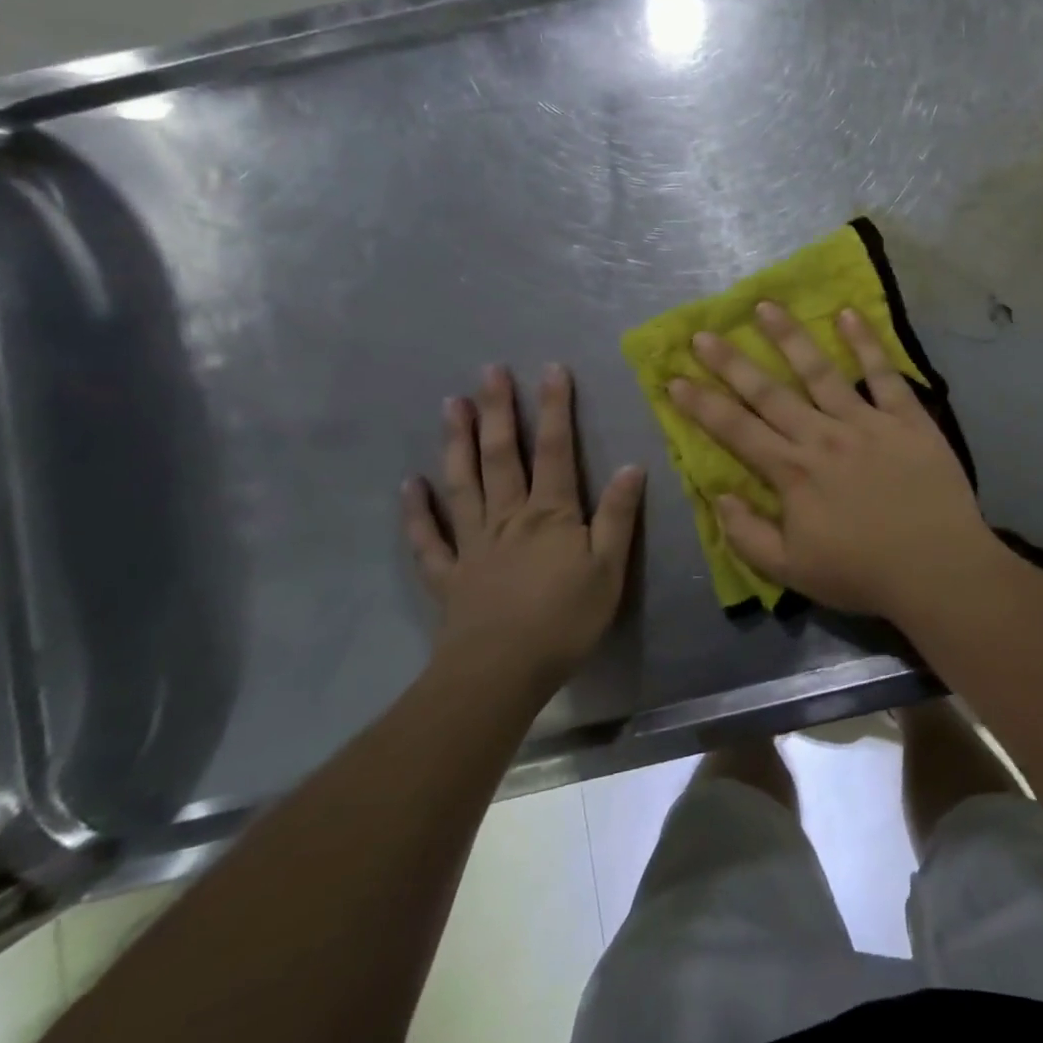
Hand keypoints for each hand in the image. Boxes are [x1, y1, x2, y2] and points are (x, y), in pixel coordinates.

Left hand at [403, 364, 643, 694]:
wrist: (501, 673)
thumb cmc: (565, 620)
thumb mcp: (609, 569)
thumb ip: (619, 516)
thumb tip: (632, 465)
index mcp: (551, 514)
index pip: (555, 450)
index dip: (555, 408)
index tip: (551, 369)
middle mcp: (508, 517)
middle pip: (502, 455)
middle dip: (499, 410)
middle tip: (489, 371)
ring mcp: (473, 543)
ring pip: (463, 483)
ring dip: (457, 443)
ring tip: (451, 405)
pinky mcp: (449, 574)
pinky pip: (428, 539)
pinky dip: (417, 511)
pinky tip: (410, 485)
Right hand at [668, 303, 996, 622]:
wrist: (937, 568)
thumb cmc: (862, 573)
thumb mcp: (791, 571)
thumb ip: (747, 535)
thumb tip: (718, 496)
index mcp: (792, 472)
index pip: (736, 431)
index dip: (702, 405)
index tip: (674, 378)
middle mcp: (822, 437)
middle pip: (769, 392)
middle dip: (731, 362)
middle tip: (703, 333)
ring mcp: (865, 422)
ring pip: (820, 371)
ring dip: (789, 337)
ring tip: (765, 306)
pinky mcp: (906, 418)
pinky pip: (883, 374)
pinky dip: (866, 342)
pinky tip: (847, 314)